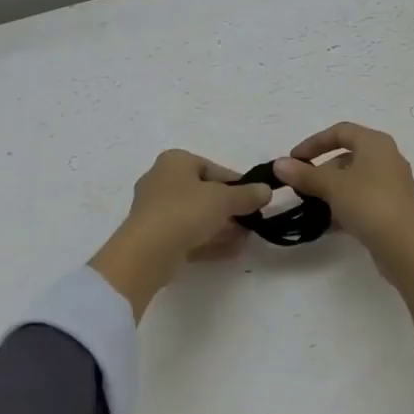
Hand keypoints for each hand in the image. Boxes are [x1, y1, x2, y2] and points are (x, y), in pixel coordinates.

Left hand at [89, 151, 270, 318]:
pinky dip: (208, 240)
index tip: (256, 200)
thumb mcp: (224, 199)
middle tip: (251, 223)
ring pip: (196, 216)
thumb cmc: (185, 211)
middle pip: (204, 193)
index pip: (214, 169)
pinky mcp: (154, 236)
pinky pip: (187, 234)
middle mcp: (162, 180)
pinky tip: (231, 252)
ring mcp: (156, 210)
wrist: (147, 251)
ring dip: (222, 227)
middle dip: (230, 209)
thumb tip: (266, 190)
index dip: (238, 184)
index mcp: (175, 161)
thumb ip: (247, 194)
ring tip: (245, 240)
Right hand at [273, 123, 413, 278]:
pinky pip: (361, 200)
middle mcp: (386, 158)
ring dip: (330, 190)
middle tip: (301, 186)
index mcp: (375, 143)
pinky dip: (343, 206)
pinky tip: (326, 223)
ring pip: (353, 180)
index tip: (293, 159)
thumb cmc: (369, 203)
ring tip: (310, 206)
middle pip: (346, 156)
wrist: (407, 247)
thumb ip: (304, 174)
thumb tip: (278, 164)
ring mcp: (391, 185)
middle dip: (320, 170)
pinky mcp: (391, 209)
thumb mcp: (332, 186)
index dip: (314, 142)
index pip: (340, 131)